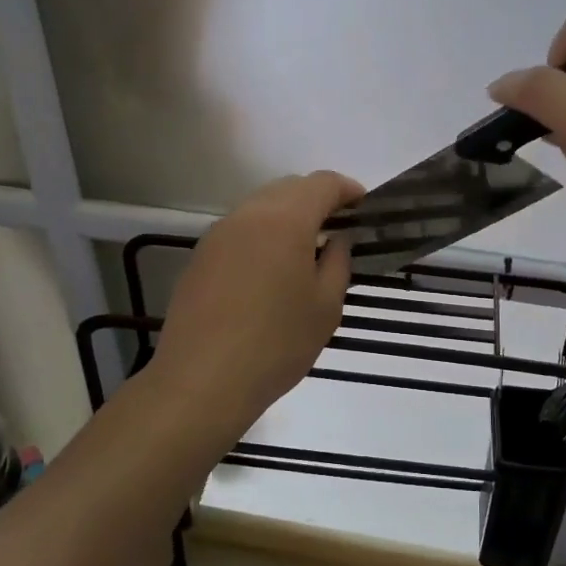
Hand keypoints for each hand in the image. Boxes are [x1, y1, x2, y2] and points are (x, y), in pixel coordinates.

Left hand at [152, 171, 362, 429]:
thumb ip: (338, 262)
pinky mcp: (200, 256)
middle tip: (339, 227)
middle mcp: (248, 215)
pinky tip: (271, 269)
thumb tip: (337, 238)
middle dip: (317, 199)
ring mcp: (218, 234)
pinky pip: (240, 229)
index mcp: (285, 220)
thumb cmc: (276, 344)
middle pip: (289, 187)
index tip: (364, 207)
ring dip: (288, 215)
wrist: (202, 381)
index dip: (348, 189)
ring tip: (306, 249)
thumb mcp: (325, 307)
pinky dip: (263, 234)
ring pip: (261, 206)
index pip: (322, 183)